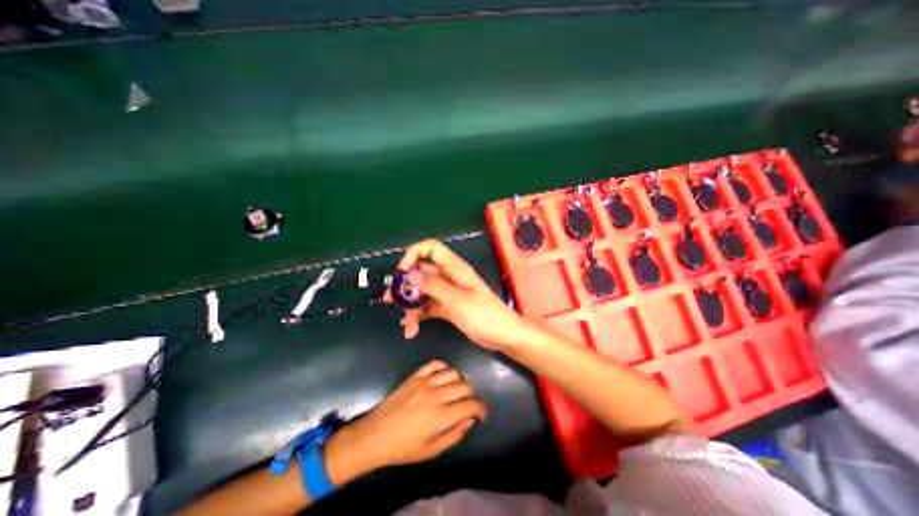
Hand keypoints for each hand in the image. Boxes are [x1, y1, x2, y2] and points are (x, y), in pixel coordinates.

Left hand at [325, 361, 486, 481]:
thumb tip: (470, 420)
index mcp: (441, 416)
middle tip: (467, 404)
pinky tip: (443, 376)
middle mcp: (436, 395)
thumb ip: (454, 434)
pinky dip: (443, 367)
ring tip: (455, 390)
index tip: (481, 414)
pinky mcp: (415, 376)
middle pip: (465, 386)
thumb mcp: (431, 450)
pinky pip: (435, 364)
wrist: (375, 434)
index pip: (471, 405)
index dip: (481, 408)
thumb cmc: (404, 448)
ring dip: (459, 380)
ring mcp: (425, 382)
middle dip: (471, 395)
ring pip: (453, 372)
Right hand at [391, 238, 536, 351]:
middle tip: (389, 299)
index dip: (414, 254)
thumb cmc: (484, 315)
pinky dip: (419, 316)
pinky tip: (412, 329)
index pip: (432, 249)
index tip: (402, 272)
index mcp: (455, 269)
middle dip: (405, 285)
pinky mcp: (448, 308)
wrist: (503, 336)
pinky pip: (428, 307)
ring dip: (411, 306)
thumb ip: (433, 286)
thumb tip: (410, 274)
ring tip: (405, 324)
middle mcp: (450, 278)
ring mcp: (448, 293)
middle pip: (422, 272)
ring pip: (423, 292)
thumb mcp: (456, 300)